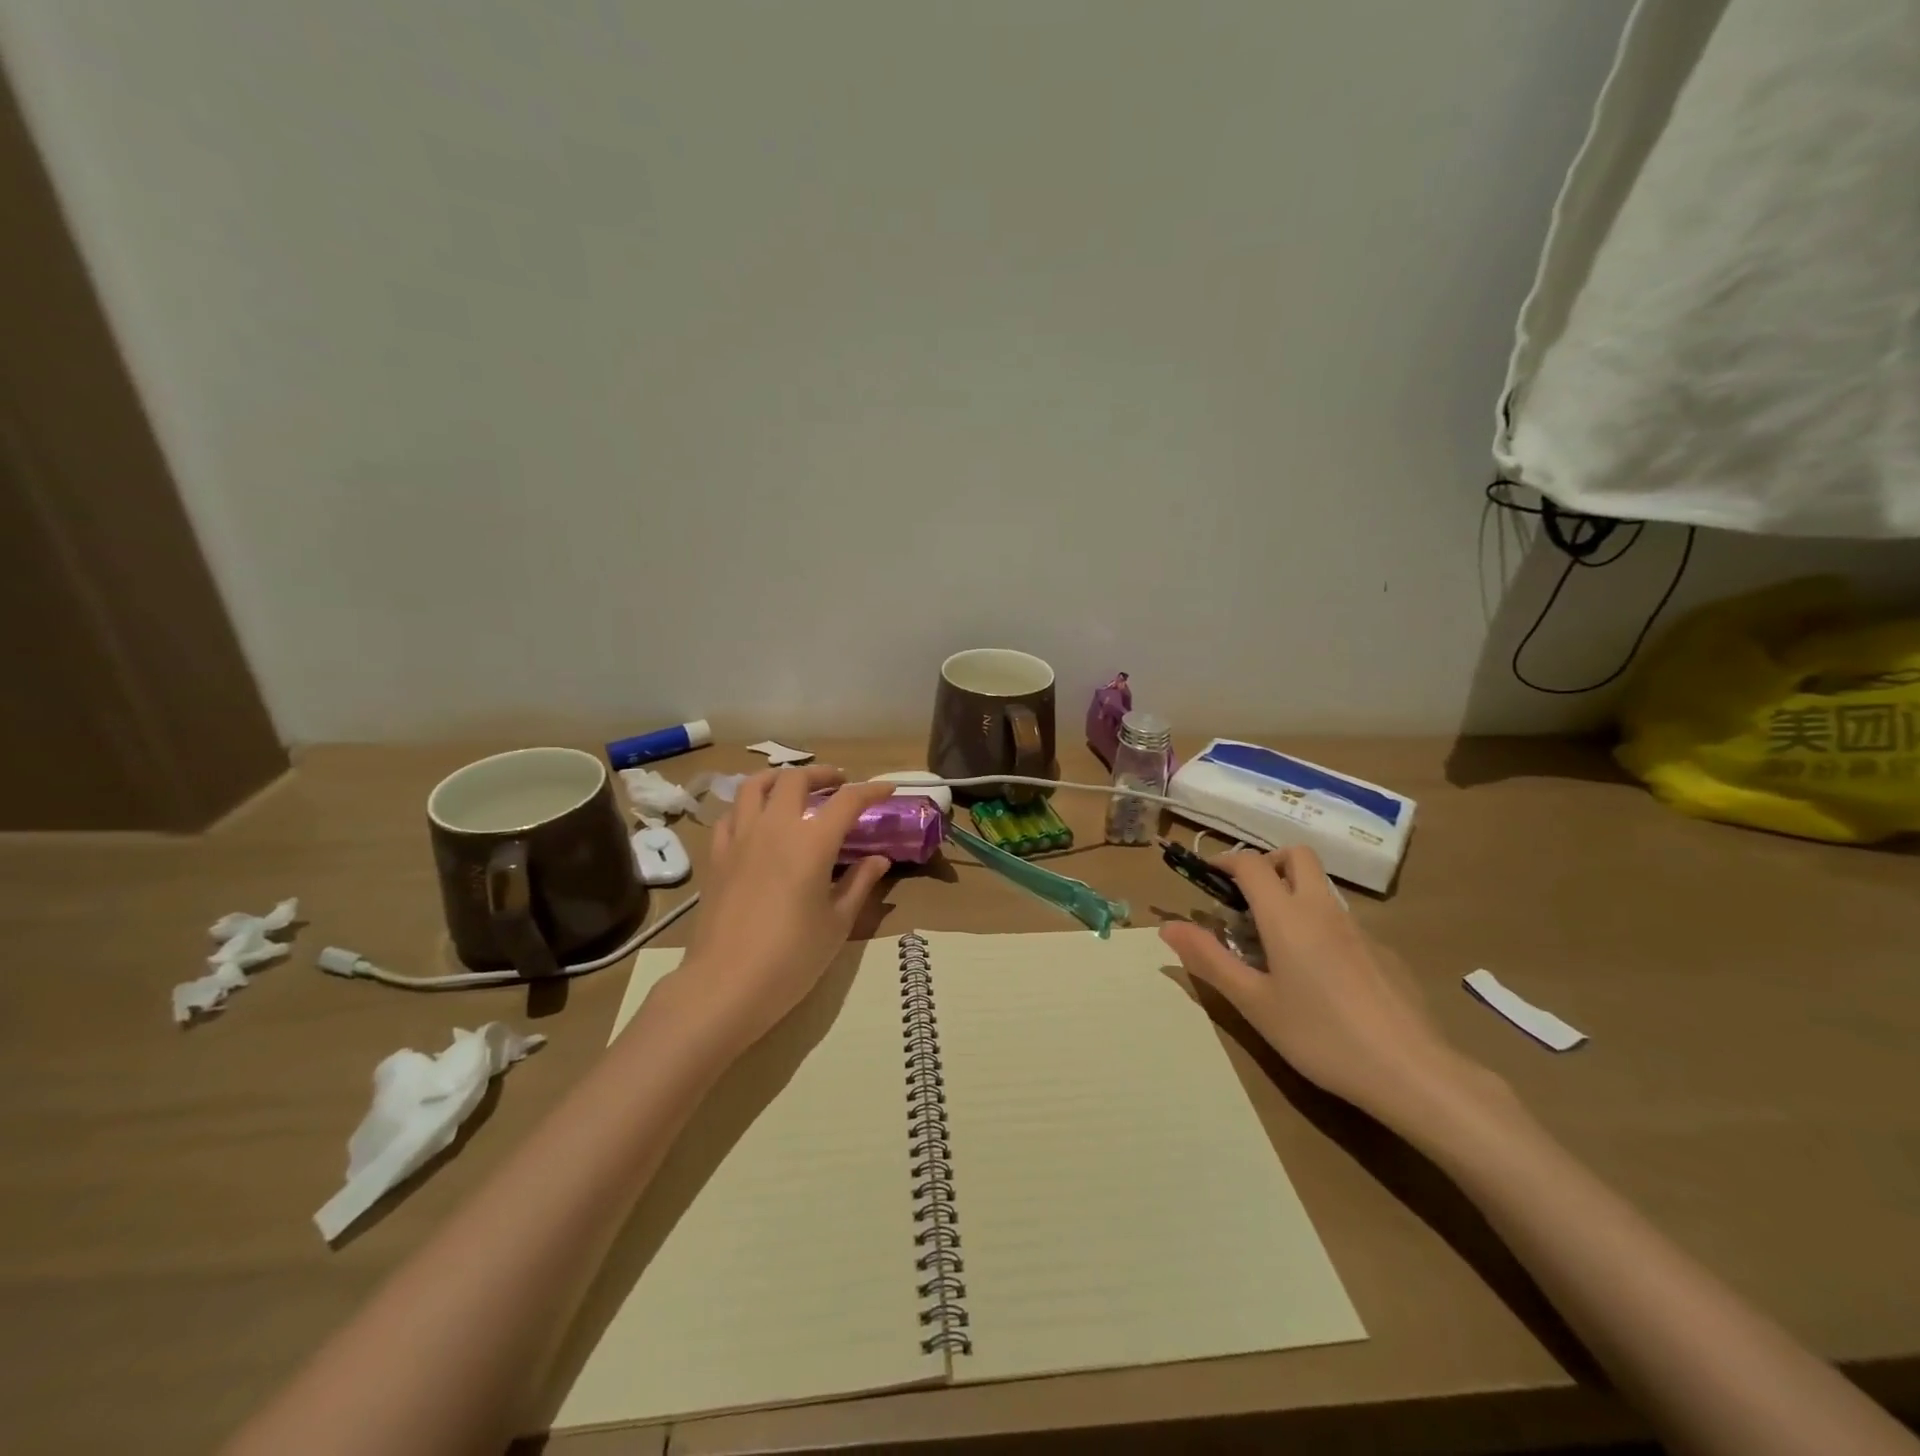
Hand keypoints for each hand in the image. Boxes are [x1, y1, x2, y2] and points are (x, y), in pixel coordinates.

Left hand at [667, 767, 894, 1052]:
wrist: (726, 984)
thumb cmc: (792, 957)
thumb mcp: (837, 923)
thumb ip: (859, 883)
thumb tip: (878, 859)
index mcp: (811, 842)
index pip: (847, 801)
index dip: (871, 790)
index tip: (888, 789)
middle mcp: (775, 827)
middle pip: (796, 779)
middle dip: (822, 774)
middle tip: (839, 784)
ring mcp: (740, 838)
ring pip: (755, 785)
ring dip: (780, 778)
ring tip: (794, 788)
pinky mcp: (716, 856)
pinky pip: (731, 814)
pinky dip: (748, 806)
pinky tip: (757, 821)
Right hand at [1159, 847, 1501, 1133]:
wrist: (1411, 1071)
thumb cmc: (1320, 1036)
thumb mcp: (1254, 1003)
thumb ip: (1209, 959)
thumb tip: (1168, 926)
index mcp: (1287, 916)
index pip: (1252, 864)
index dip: (1226, 861)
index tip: (1209, 876)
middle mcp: (1323, 909)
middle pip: (1297, 856)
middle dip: (1268, 863)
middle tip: (1248, 899)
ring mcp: (1359, 929)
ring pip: (1321, 889)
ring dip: (1294, 895)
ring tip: (1277, 946)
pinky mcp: (1384, 953)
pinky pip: (1343, 922)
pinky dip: (1321, 928)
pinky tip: (1321, 979)